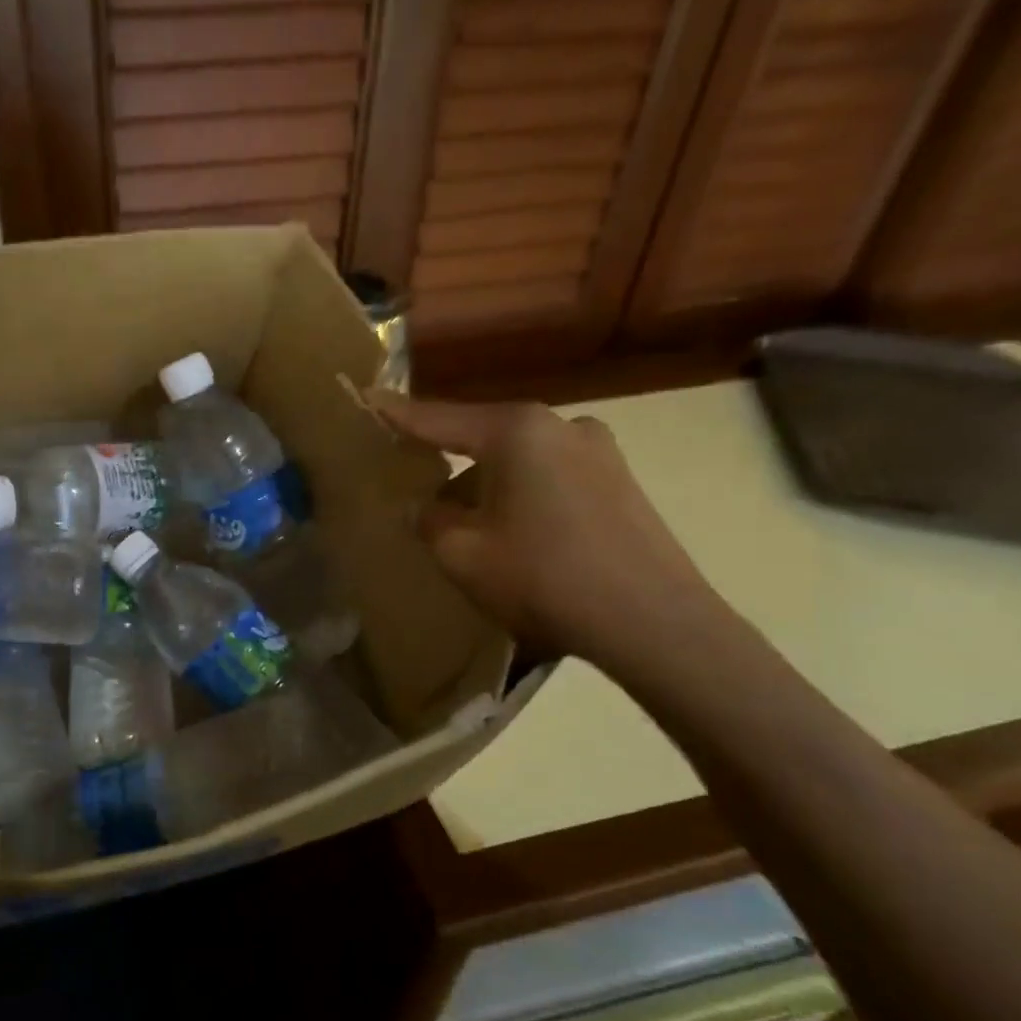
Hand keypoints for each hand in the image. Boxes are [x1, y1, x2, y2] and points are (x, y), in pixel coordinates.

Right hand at [369, 392, 718, 666]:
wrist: (653, 623)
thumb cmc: (543, 578)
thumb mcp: (461, 553)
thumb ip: (430, 520)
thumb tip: (427, 507)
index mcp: (516, 431)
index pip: (439, 419)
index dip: (398, 414)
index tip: (368, 397)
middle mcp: (560, 425)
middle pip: (483, 438)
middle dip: (450, 465)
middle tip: (420, 491)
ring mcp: (599, 451)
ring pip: (519, 460)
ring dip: (488, 486)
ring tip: (472, 530)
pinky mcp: (620, 481)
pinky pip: (551, 477)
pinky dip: (523, 496)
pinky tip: (518, 536)